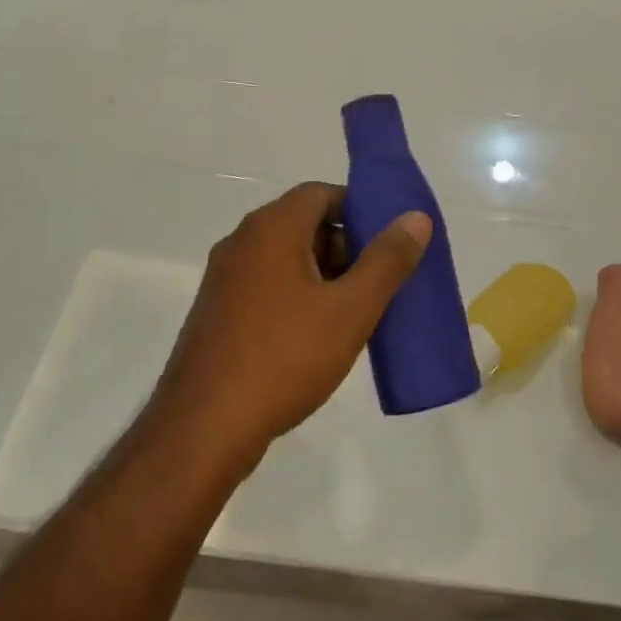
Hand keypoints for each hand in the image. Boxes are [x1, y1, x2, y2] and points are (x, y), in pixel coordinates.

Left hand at [152, 182, 431, 470]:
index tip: (390, 242)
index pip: (321, 193)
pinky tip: (318, 336)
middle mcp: (242, 243)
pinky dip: (297, 297)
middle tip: (380, 283)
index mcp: (271, 228)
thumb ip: (386, 261)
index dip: (360, 210)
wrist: (204, 426)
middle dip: (346, 247)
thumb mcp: (350, 310)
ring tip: (357, 313)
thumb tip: (415, 218)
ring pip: (285, 260)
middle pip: (303, 224)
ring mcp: (224, 279)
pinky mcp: (217, 313)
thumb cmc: (284, 358)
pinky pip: (266, 287)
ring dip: (323, 276)